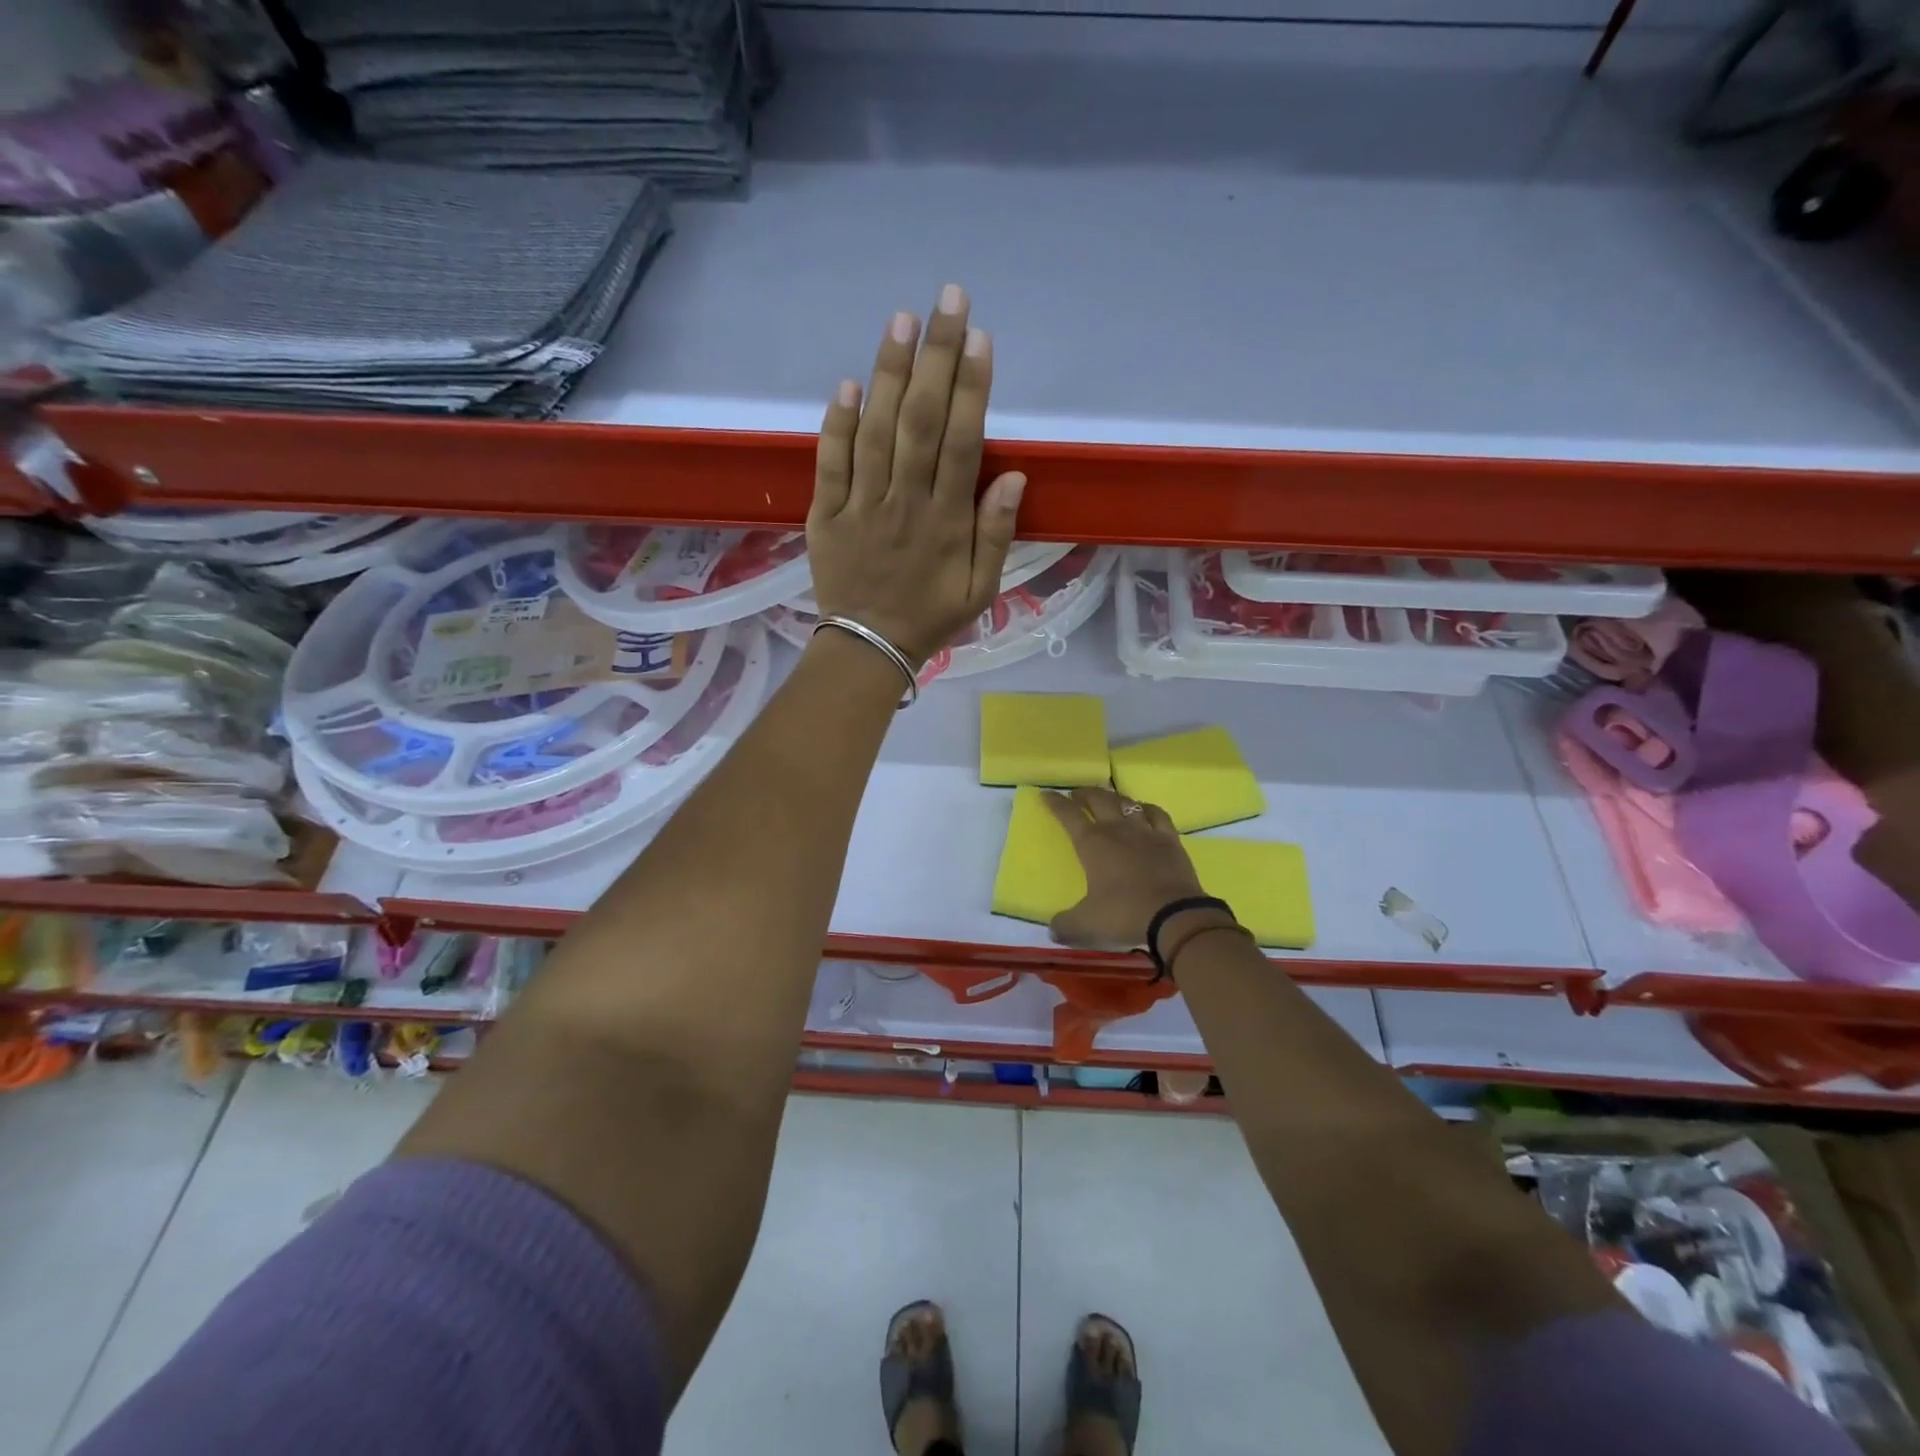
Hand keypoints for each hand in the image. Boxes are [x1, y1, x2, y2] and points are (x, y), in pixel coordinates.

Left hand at [807, 285, 1026, 666]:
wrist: (867, 647)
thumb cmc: (930, 617)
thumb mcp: (981, 589)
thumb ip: (996, 534)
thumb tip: (1013, 476)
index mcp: (946, 521)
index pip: (963, 443)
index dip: (973, 388)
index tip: (980, 337)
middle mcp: (905, 503)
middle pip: (922, 421)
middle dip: (937, 357)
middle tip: (948, 299)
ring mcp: (861, 506)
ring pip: (876, 431)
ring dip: (889, 374)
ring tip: (902, 321)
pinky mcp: (826, 513)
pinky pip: (830, 463)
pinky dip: (837, 424)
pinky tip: (848, 384)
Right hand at [1042, 788, 1208, 948]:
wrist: (1174, 917)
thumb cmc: (1124, 914)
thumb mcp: (1086, 925)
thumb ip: (1065, 925)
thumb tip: (1053, 929)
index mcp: (1092, 843)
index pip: (1068, 815)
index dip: (1056, 803)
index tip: (1046, 794)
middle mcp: (1117, 829)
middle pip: (1098, 800)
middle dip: (1084, 794)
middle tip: (1076, 794)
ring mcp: (1146, 832)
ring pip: (1127, 803)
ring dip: (1114, 797)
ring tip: (1108, 799)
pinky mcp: (1170, 840)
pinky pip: (1158, 814)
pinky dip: (1147, 808)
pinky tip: (1144, 810)